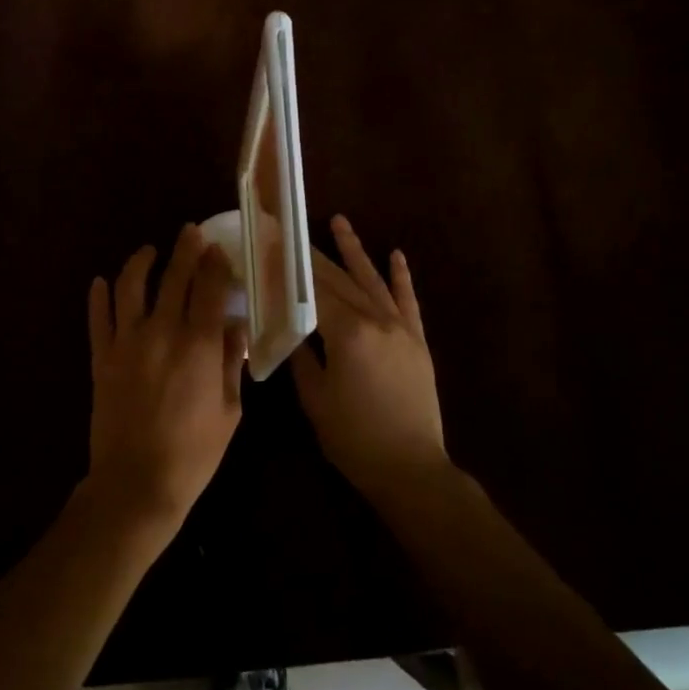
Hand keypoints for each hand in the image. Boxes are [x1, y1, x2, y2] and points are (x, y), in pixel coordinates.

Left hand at [85, 224, 245, 534]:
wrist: (137, 484)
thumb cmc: (194, 452)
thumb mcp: (229, 410)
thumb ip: (231, 363)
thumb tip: (235, 328)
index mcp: (198, 344)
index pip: (209, 288)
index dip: (215, 263)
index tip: (218, 248)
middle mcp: (161, 332)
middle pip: (174, 277)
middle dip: (185, 249)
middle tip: (190, 232)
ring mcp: (126, 343)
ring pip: (130, 287)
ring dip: (140, 262)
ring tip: (148, 252)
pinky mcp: (101, 358)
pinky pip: (98, 319)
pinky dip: (99, 297)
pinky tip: (101, 282)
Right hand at [291, 216, 450, 502]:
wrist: (411, 468)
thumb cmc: (354, 438)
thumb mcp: (315, 400)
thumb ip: (302, 358)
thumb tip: (291, 329)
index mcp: (347, 334)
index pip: (312, 291)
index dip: (289, 268)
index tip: (271, 245)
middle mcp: (375, 320)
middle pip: (339, 280)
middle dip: (313, 254)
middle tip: (291, 230)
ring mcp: (400, 328)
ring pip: (372, 280)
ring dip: (354, 250)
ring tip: (339, 221)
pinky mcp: (417, 340)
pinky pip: (408, 301)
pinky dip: (401, 277)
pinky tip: (395, 255)